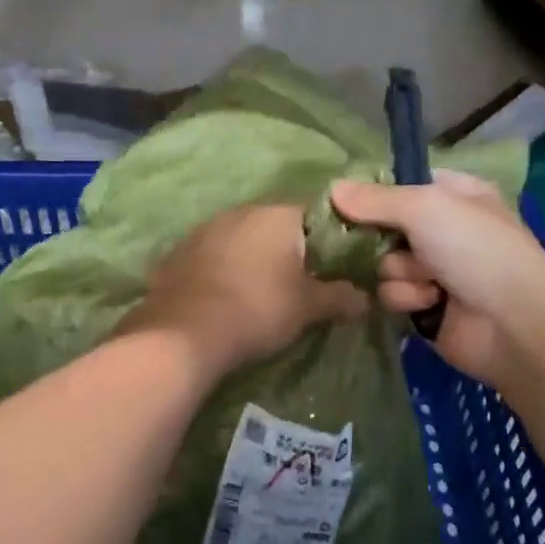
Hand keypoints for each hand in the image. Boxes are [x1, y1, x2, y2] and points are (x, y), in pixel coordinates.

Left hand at [120, 205, 366, 379]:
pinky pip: (214, 254)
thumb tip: (365, 299)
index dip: (331, 238)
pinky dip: (225, 268)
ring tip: (263, 289)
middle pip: (276, 224)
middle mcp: (241, 210)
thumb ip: (340, 297)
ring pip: (242, 237)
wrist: (184, 332)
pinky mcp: (179, 251)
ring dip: (254, 257)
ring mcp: (205, 228)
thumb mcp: (308, 307)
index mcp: (277, 214)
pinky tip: (228, 294)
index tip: (337, 264)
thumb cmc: (258, 309)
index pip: (317, 213)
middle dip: (290, 248)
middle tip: (302, 279)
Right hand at [329, 171, 544, 394]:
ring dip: (400, 273)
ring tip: (428, 281)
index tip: (346, 203)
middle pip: (384, 226)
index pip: (400, 184)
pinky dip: (407, 298)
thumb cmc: (476, 251)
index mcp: (455, 194)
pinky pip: (392, 293)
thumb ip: (375, 199)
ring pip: (383, 263)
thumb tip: (332, 188)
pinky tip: (430, 303)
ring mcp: (435, 269)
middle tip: (386, 244)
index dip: (373, 194)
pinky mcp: (425, 306)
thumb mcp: (425, 208)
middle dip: (382, 240)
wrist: (515, 324)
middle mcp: (444, 229)